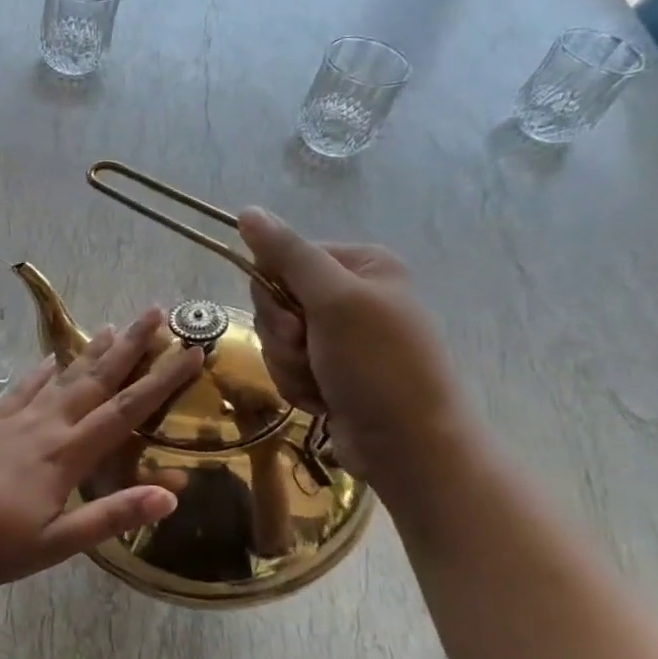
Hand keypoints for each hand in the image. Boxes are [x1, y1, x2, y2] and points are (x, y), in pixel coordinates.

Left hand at [0, 309, 202, 591]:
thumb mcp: (56, 544)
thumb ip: (110, 517)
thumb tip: (169, 495)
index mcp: (66, 456)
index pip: (124, 411)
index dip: (161, 381)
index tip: (190, 352)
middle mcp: (45, 428)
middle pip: (95, 380)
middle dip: (129, 346)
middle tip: (154, 312)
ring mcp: (16, 424)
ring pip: (61, 379)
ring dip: (90, 352)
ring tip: (113, 326)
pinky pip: (23, 391)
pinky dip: (41, 373)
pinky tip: (50, 360)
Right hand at [237, 208, 479, 485]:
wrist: (409, 447)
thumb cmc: (378, 366)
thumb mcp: (334, 301)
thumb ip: (289, 254)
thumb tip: (248, 211)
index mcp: (360, 266)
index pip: (284, 259)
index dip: (276, 292)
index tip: (296, 320)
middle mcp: (349, 296)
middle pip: (275, 301)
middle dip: (283, 335)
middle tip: (310, 352)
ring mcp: (339, 337)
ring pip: (276, 338)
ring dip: (288, 364)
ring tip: (322, 383)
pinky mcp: (329, 371)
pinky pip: (285, 366)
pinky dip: (297, 384)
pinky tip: (323, 399)